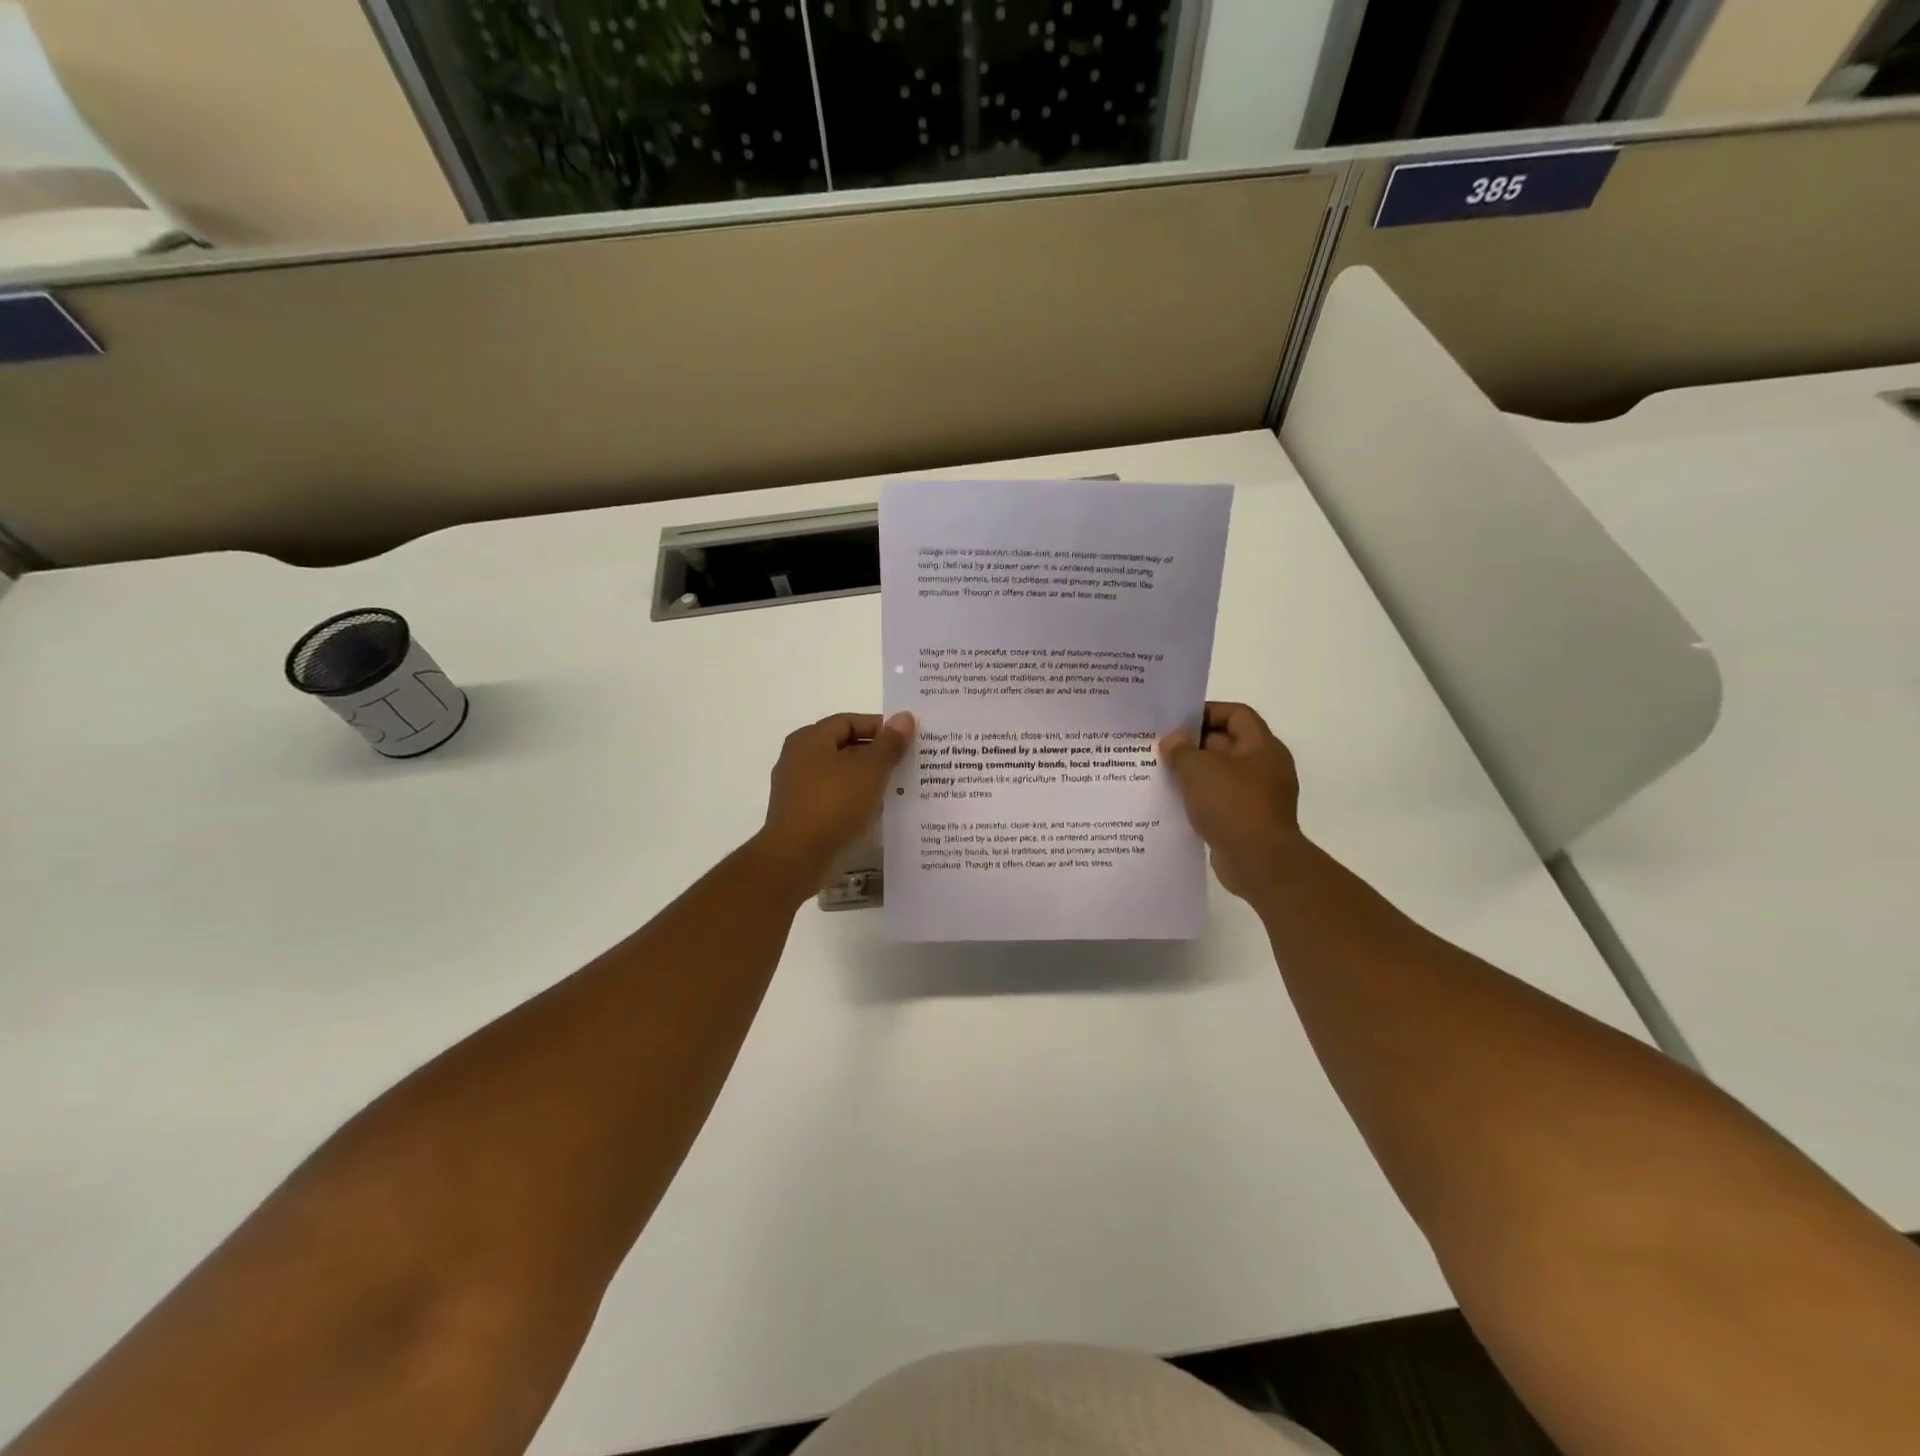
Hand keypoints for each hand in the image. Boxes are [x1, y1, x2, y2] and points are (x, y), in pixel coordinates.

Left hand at [754, 712, 914, 891]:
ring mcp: (797, 788)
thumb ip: (889, 743)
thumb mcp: (870, 769)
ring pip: (840, 774)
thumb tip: (904, 717)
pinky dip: (854, 800)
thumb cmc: (834, 804)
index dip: (880, 727)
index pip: (849, 721)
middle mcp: (798, 758)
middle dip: (876, 754)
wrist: (797, 857)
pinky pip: (833, 798)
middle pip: (844, 747)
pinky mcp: (801, 814)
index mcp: (810, 739)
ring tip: (897, 788)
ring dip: (867, 779)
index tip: (907, 741)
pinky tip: (875, 811)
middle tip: (906, 763)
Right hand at [1159, 702, 1306, 899]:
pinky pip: (1219, 801)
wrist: (1259, 862)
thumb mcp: (1198, 769)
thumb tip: (1172, 741)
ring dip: (1194, 774)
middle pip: (1227, 743)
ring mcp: (1258, 796)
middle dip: (1194, 744)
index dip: (1207, 712)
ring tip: (1161, 774)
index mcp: (1262, 746)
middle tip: (1160, 748)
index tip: (1176, 722)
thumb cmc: (1232, 804)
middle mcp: (1265, 767)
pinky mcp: (1247, 821)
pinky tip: (1174, 803)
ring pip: (1220, 775)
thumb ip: (1181, 750)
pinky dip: (1199, 799)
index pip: (1236, 714)